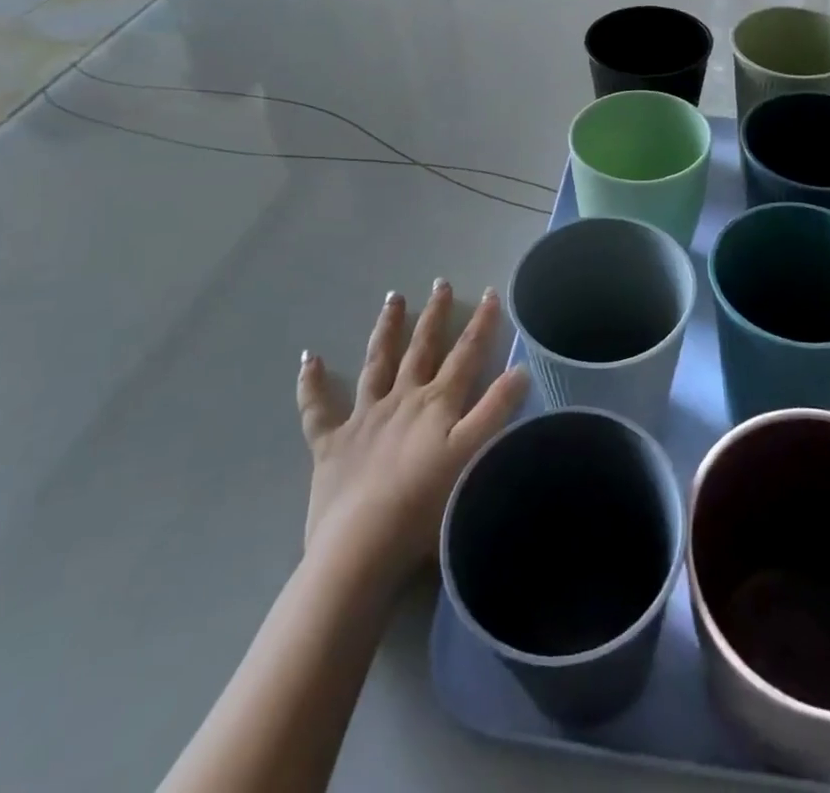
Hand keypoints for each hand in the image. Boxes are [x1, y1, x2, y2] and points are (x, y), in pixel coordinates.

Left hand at [297, 280, 527, 582]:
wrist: (362, 546)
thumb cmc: (426, 505)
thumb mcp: (474, 454)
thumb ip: (497, 410)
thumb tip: (520, 369)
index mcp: (437, 403)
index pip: (466, 354)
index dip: (481, 323)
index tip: (492, 293)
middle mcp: (401, 399)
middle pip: (421, 349)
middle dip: (434, 315)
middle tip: (439, 283)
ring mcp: (363, 418)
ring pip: (376, 363)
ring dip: (385, 330)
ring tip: (392, 299)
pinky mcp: (331, 445)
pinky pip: (317, 409)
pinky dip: (312, 384)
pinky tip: (309, 359)